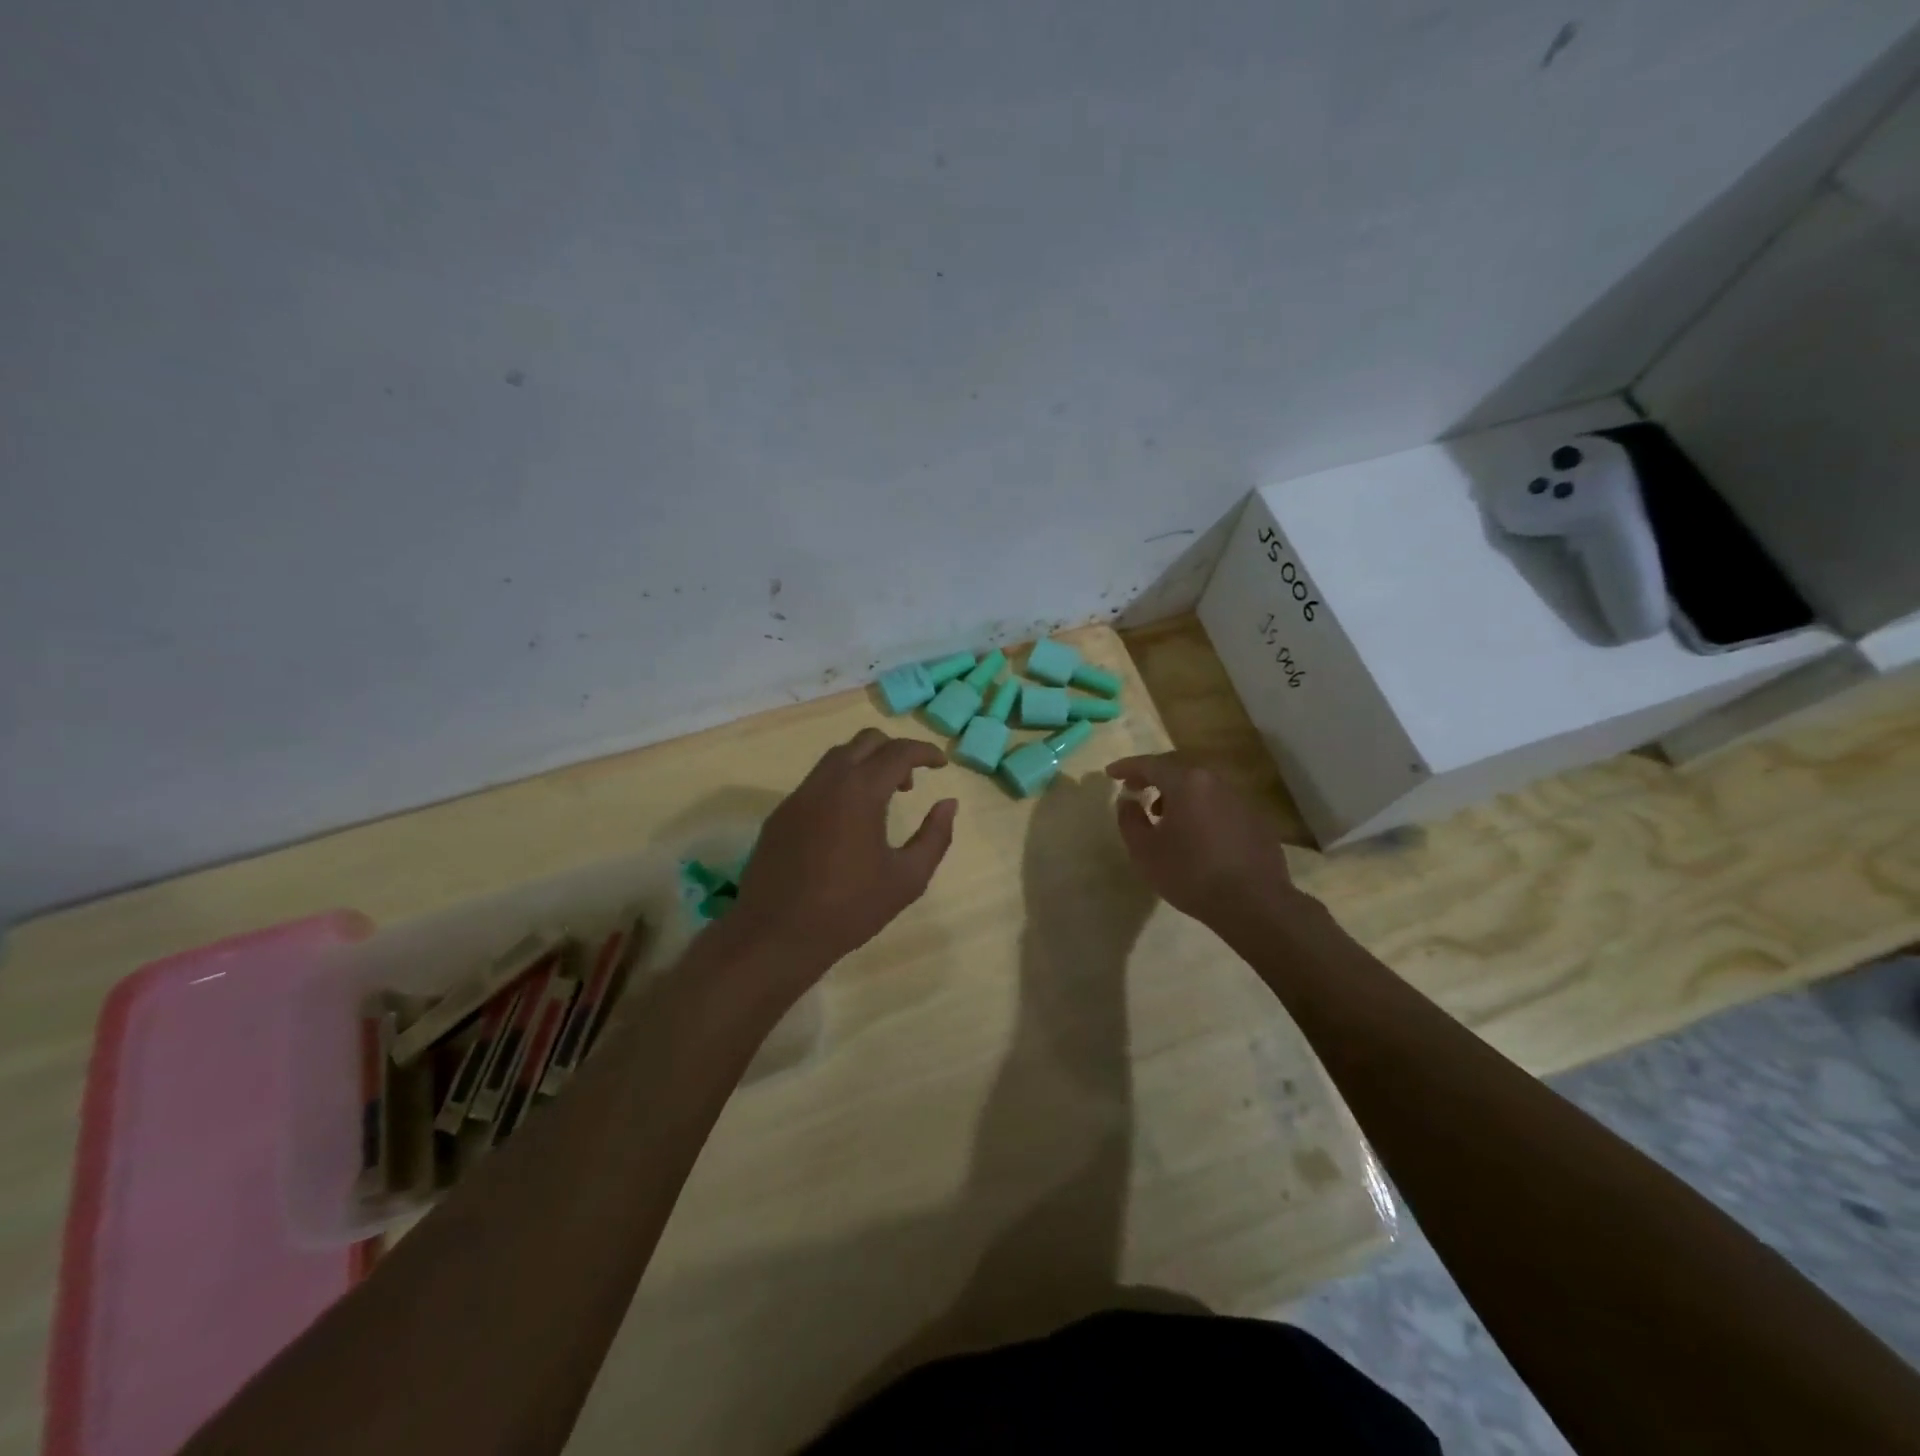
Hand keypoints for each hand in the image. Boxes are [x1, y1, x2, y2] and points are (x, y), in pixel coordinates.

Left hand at [731, 729, 957, 975]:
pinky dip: (841, 784)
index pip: (898, 752)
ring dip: (865, 765)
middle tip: (909, 784)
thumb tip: (948, 804)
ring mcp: (798, 796)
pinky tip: (847, 822)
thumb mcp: (907, 879)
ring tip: (881, 801)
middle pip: (865, 741)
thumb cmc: (849, 909)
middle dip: (894, 751)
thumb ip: (935, 837)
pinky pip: (816, 782)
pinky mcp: (780, 814)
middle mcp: (827, 782)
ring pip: (837, 758)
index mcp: (860, 792)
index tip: (942, 764)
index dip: (925, 752)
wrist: (776, 935)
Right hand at [1105, 754, 1296, 923]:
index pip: (1150, 764)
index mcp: (1186, 783)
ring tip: (1164, 818)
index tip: (1110, 773)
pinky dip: (1201, 811)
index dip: (1127, 767)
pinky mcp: (1256, 821)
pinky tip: (1196, 836)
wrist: (1254, 903)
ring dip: (1178, 796)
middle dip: (1153, 778)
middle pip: (1178, 771)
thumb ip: (1129, 819)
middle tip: (1136, 791)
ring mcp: (1240, 800)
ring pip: (1201, 788)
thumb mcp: (1144, 851)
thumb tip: (1127, 800)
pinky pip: (1219, 806)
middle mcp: (1215, 782)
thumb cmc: (1190, 874)